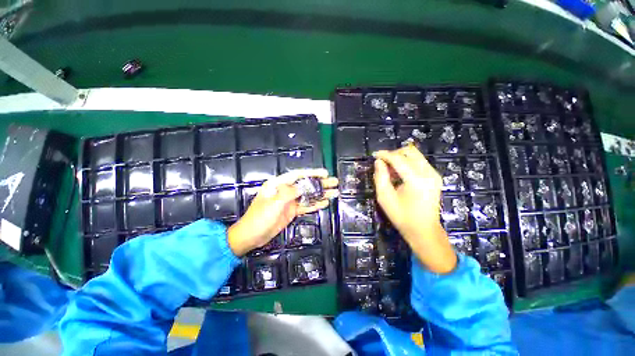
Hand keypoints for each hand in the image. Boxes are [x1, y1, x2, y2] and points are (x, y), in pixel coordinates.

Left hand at [227, 169, 338, 256]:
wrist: (251, 236)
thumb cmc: (259, 217)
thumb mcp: (274, 203)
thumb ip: (289, 193)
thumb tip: (304, 186)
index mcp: (278, 184)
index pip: (297, 175)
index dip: (312, 173)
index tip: (324, 174)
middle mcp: (285, 191)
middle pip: (305, 185)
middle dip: (320, 183)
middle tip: (335, 182)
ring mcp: (290, 201)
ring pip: (308, 196)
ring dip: (321, 194)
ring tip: (334, 192)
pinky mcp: (292, 211)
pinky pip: (306, 206)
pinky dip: (315, 205)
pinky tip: (325, 203)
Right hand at [373, 145, 456, 273]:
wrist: (424, 230)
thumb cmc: (402, 217)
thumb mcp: (384, 198)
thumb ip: (380, 177)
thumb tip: (379, 162)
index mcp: (416, 180)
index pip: (399, 159)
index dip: (385, 155)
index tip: (374, 155)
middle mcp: (428, 173)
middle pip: (410, 151)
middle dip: (394, 154)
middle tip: (383, 164)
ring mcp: (434, 174)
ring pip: (415, 155)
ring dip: (400, 158)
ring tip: (390, 171)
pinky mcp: (435, 176)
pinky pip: (419, 161)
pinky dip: (407, 163)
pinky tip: (400, 174)